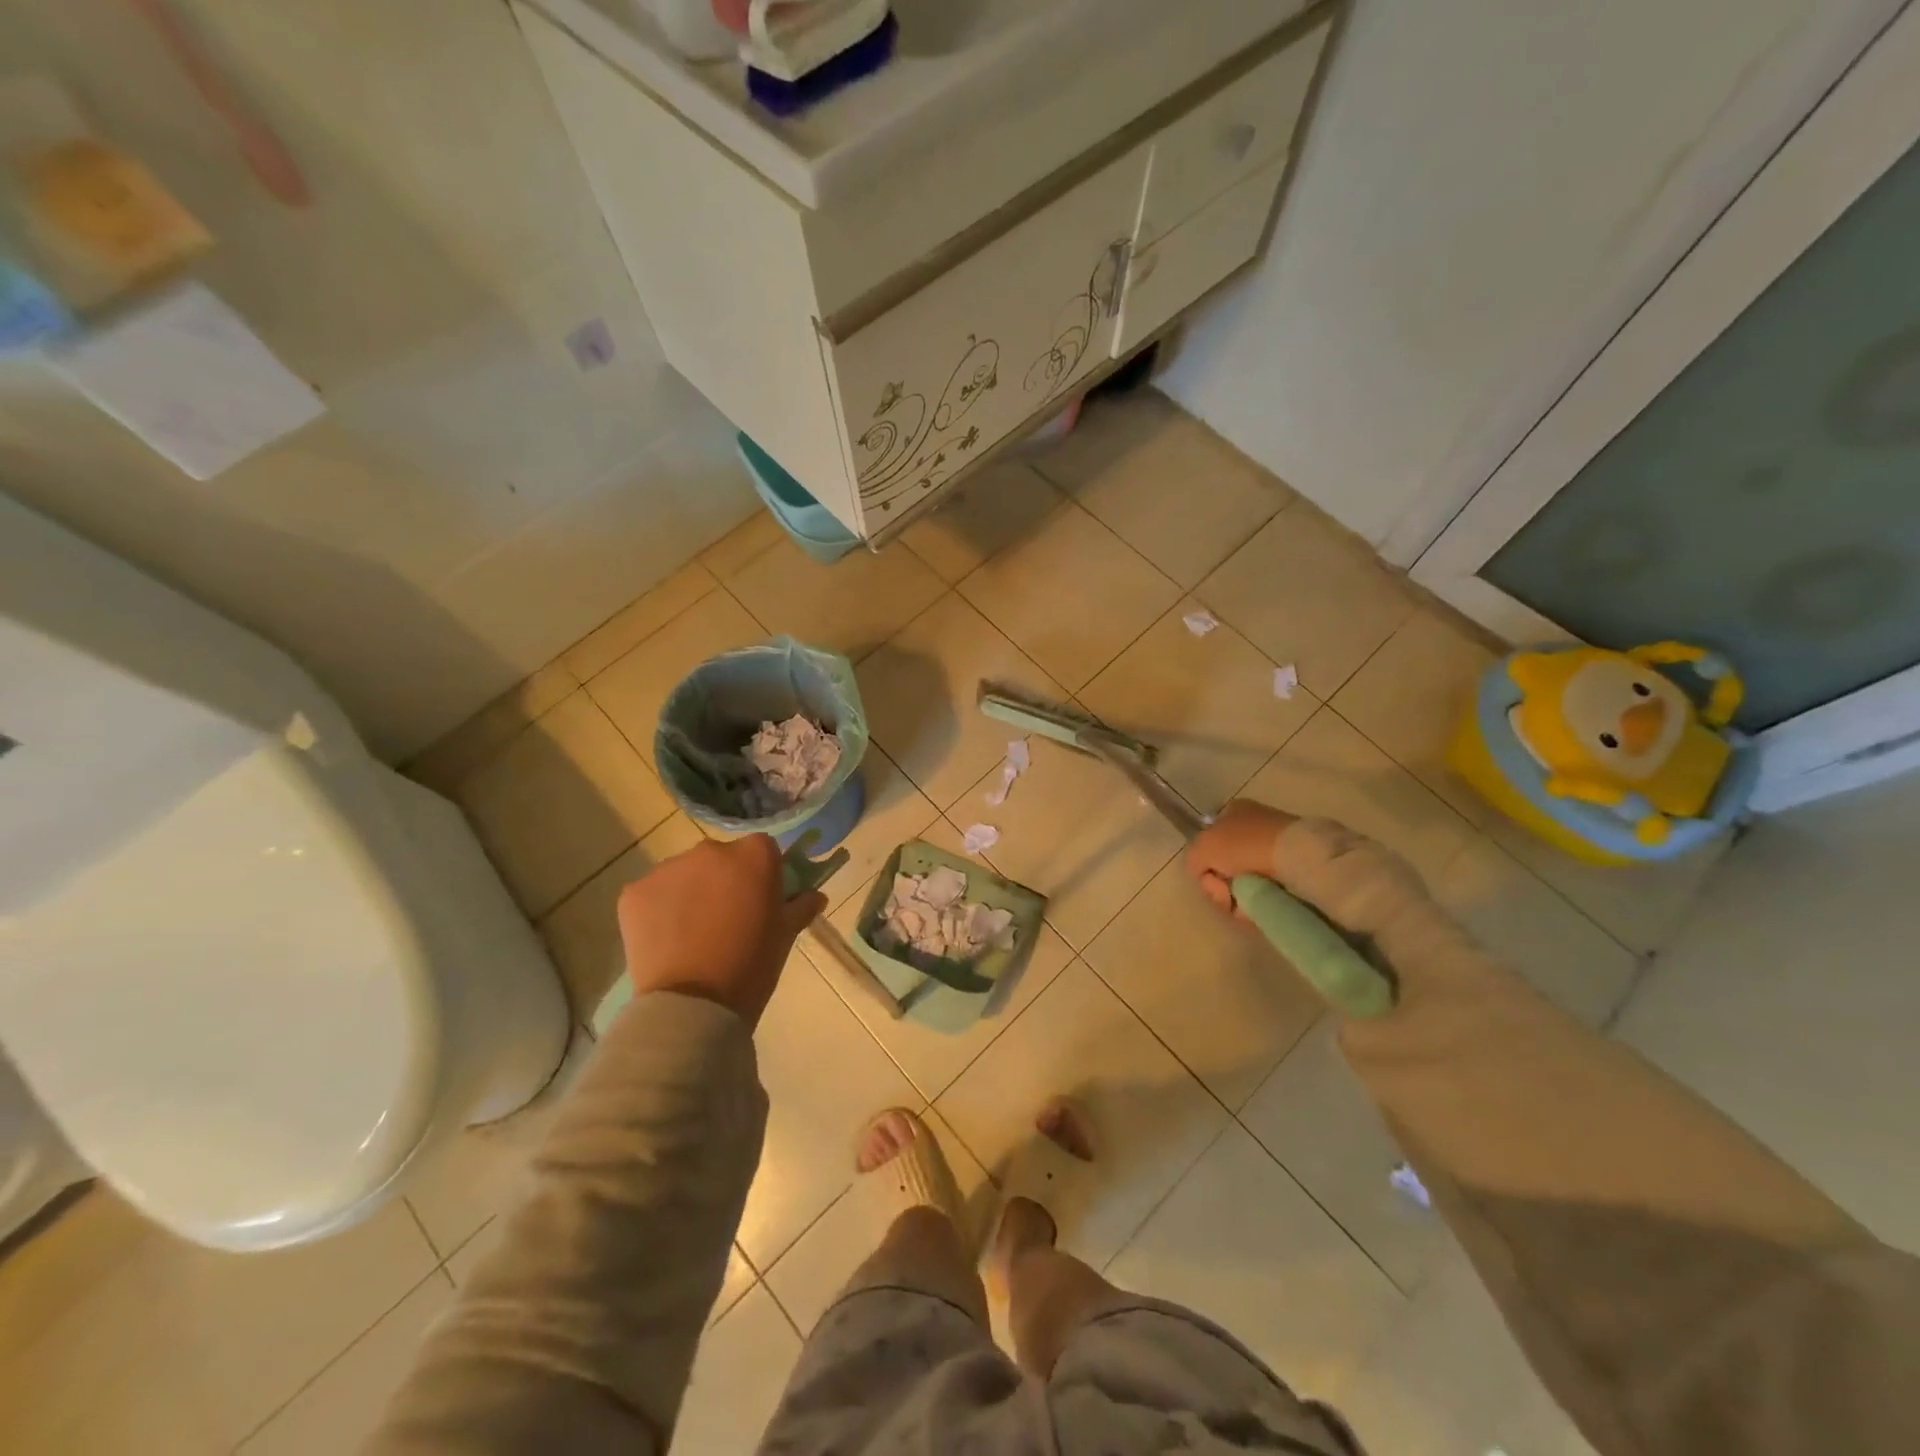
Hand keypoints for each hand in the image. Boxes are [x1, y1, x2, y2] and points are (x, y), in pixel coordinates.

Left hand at [617, 835, 825, 1029]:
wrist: (694, 1004)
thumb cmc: (752, 966)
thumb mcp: (786, 936)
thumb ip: (801, 906)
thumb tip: (814, 896)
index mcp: (753, 855)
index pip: (762, 849)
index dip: (762, 873)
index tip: (761, 899)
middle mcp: (710, 850)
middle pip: (720, 857)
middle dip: (723, 880)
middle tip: (726, 919)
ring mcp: (667, 869)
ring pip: (684, 874)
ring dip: (690, 893)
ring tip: (692, 934)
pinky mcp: (634, 892)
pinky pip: (653, 894)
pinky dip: (659, 910)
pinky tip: (667, 941)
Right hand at [1185, 799, 1294, 917]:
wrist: (1296, 857)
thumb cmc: (1244, 845)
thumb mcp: (1202, 847)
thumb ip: (1193, 859)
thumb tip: (1205, 875)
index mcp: (1233, 812)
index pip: (1209, 840)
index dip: (1205, 863)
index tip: (1209, 876)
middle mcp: (1254, 827)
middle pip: (1225, 865)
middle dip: (1220, 885)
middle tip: (1225, 894)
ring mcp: (1275, 849)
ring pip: (1244, 882)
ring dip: (1238, 897)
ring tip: (1244, 904)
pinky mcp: (1294, 871)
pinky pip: (1265, 892)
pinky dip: (1259, 902)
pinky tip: (1260, 906)